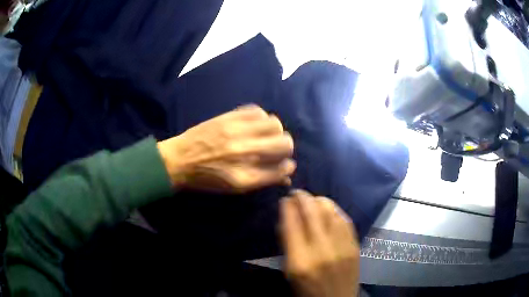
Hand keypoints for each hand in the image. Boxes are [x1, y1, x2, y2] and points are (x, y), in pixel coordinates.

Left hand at [157, 105, 295, 192]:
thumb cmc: (207, 179)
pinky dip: (260, 117)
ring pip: (274, 124)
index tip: (286, 164)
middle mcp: (245, 154)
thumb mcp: (235, 188)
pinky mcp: (228, 118)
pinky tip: (252, 124)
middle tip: (277, 147)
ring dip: (274, 130)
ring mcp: (236, 133)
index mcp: (246, 177)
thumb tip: (286, 177)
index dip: (288, 166)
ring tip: (264, 134)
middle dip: (286, 146)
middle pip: (284, 144)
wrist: (179, 160)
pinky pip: (257, 111)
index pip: (282, 169)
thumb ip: (263, 180)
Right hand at [280, 190, 359, 296]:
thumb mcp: (289, 271)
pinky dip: (334, 211)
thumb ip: (287, 244)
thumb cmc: (306, 291)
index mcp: (300, 261)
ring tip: (312, 200)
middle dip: (303, 197)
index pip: (291, 223)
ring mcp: (342, 247)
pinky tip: (328, 210)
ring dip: (319, 201)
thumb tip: (286, 218)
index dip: (287, 206)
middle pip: (312, 212)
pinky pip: (345, 220)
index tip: (285, 199)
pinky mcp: (355, 246)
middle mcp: (322, 250)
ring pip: (331, 211)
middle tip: (297, 193)